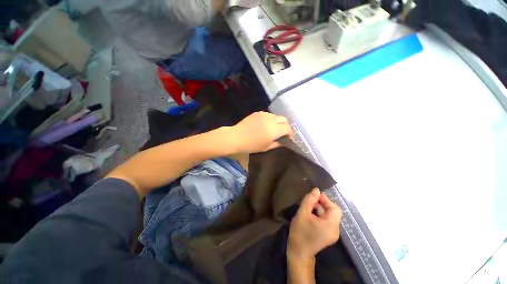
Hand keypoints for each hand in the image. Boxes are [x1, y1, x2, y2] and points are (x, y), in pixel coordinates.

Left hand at [231, 112, 291, 152]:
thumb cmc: (251, 145)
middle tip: (281, 132)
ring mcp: (264, 114)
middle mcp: (271, 120)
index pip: (288, 128)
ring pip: (276, 116)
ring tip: (272, 128)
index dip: (290, 133)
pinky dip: (270, 119)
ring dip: (277, 122)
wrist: (236, 137)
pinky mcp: (258, 112)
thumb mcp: (266, 147)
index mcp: (274, 130)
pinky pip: (268, 114)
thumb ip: (277, 143)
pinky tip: (264, 125)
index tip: (288, 137)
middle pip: (284, 119)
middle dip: (285, 125)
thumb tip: (284, 142)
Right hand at [288, 188, 342, 261]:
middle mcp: (335, 230)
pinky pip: (326, 221)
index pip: (335, 208)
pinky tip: (309, 214)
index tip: (314, 196)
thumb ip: (309, 200)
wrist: (298, 252)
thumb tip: (316, 190)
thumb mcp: (303, 213)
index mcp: (331, 225)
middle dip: (321, 204)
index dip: (326, 200)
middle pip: (332, 212)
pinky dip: (319, 215)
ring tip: (307, 207)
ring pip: (328, 216)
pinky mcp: (327, 235)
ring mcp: (332, 233)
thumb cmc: (300, 232)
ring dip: (319, 209)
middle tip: (309, 200)